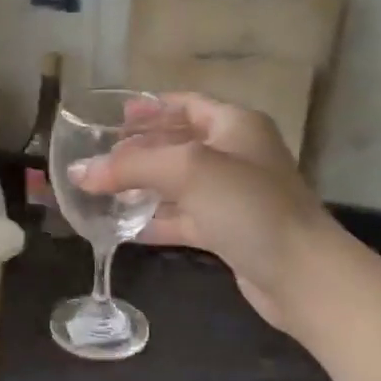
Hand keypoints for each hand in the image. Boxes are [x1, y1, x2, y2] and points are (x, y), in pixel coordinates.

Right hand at [75, 94, 336, 331]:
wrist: (301, 275)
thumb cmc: (249, 207)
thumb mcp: (188, 171)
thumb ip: (131, 166)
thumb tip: (79, 171)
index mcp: (234, 126)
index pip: (186, 104)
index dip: (150, 108)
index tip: (112, 118)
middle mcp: (235, 155)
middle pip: (178, 144)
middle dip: (138, 150)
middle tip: (97, 157)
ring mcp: (232, 197)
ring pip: (177, 185)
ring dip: (142, 187)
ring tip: (99, 191)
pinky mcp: (227, 233)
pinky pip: (183, 219)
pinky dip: (155, 221)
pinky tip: (122, 228)